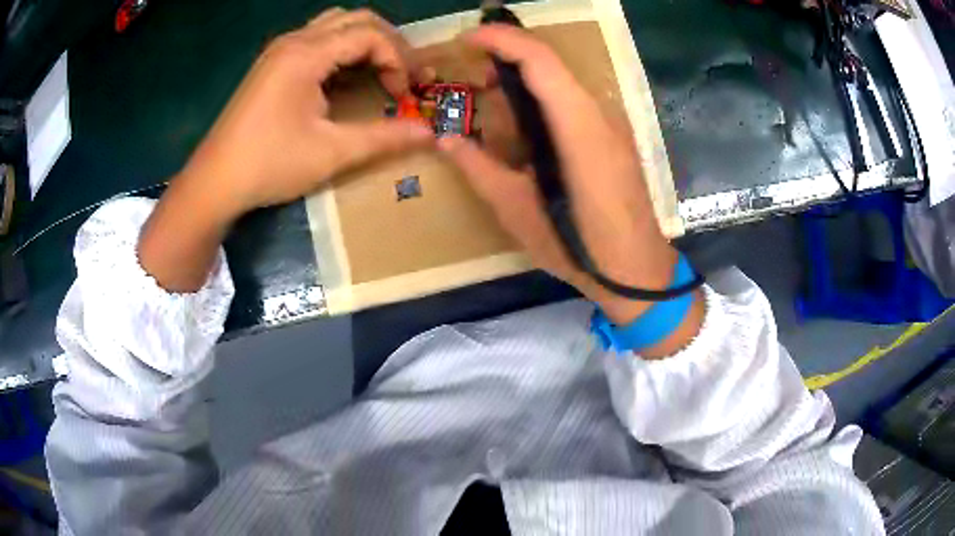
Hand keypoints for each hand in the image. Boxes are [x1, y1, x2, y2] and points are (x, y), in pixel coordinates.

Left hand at [139, 9, 433, 291]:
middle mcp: (294, 41)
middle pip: (356, 19)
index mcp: (306, 54)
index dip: (397, 59)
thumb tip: (429, 134)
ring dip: (365, 42)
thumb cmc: (269, 165)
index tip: (404, 93)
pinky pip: (317, 40)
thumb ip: (383, 138)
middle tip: (404, 74)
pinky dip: (342, 50)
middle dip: (388, 43)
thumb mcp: (331, 153)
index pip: (369, 34)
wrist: (214, 182)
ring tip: (380, 70)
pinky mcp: (272, 64)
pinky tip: (346, 76)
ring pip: (336, 24)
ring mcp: (280, 50)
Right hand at [440, 26, 702, 351]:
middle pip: (552, 65)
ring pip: (563, 82)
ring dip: (525, 81)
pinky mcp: (615, 138)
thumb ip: (478, 167)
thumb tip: (444, 138)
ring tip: (493, 105)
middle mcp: (599, 115)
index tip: (467, 39)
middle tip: (473, 82)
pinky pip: (575, 103)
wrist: (637, 272)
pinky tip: (526, 127)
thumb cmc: (577, 248)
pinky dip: (544, 100)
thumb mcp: (516, 211)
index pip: (540, 60)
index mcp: (577, 128)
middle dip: (508, 59)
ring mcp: (612, 125)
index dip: (502, 40)